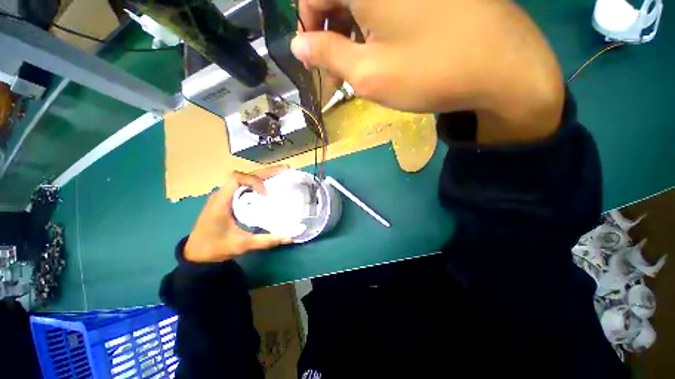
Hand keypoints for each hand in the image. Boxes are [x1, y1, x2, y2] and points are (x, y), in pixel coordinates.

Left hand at [184, 166, 292, 262]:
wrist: (195, 254)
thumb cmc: (215, 247)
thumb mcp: (241, 245)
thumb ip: (265, 241)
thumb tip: (289, 238)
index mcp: (221, 201)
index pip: (236, 178)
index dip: (253, 180)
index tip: (265, 193)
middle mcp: (222, 194)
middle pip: (244, 175)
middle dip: (264, 172)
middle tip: (284, 170)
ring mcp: (224, 197)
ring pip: (244, 179)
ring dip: (262, 176)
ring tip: (280, 175)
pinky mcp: (227, 201)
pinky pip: (243, 187)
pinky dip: (257, 184)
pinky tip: (268, 188)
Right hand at [292, 0, 564, 142]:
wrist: (498, 67)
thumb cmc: (427, 72)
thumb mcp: (367, 73)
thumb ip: (327, 55)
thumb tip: (298, 45)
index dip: (309, 27)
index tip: (318, 59)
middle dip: (331, 33)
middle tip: (339, 71)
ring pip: (361, 0)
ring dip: (353, 32)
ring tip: (362, 65)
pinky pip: (387, 3)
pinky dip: (375, 25)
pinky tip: (384, 49)